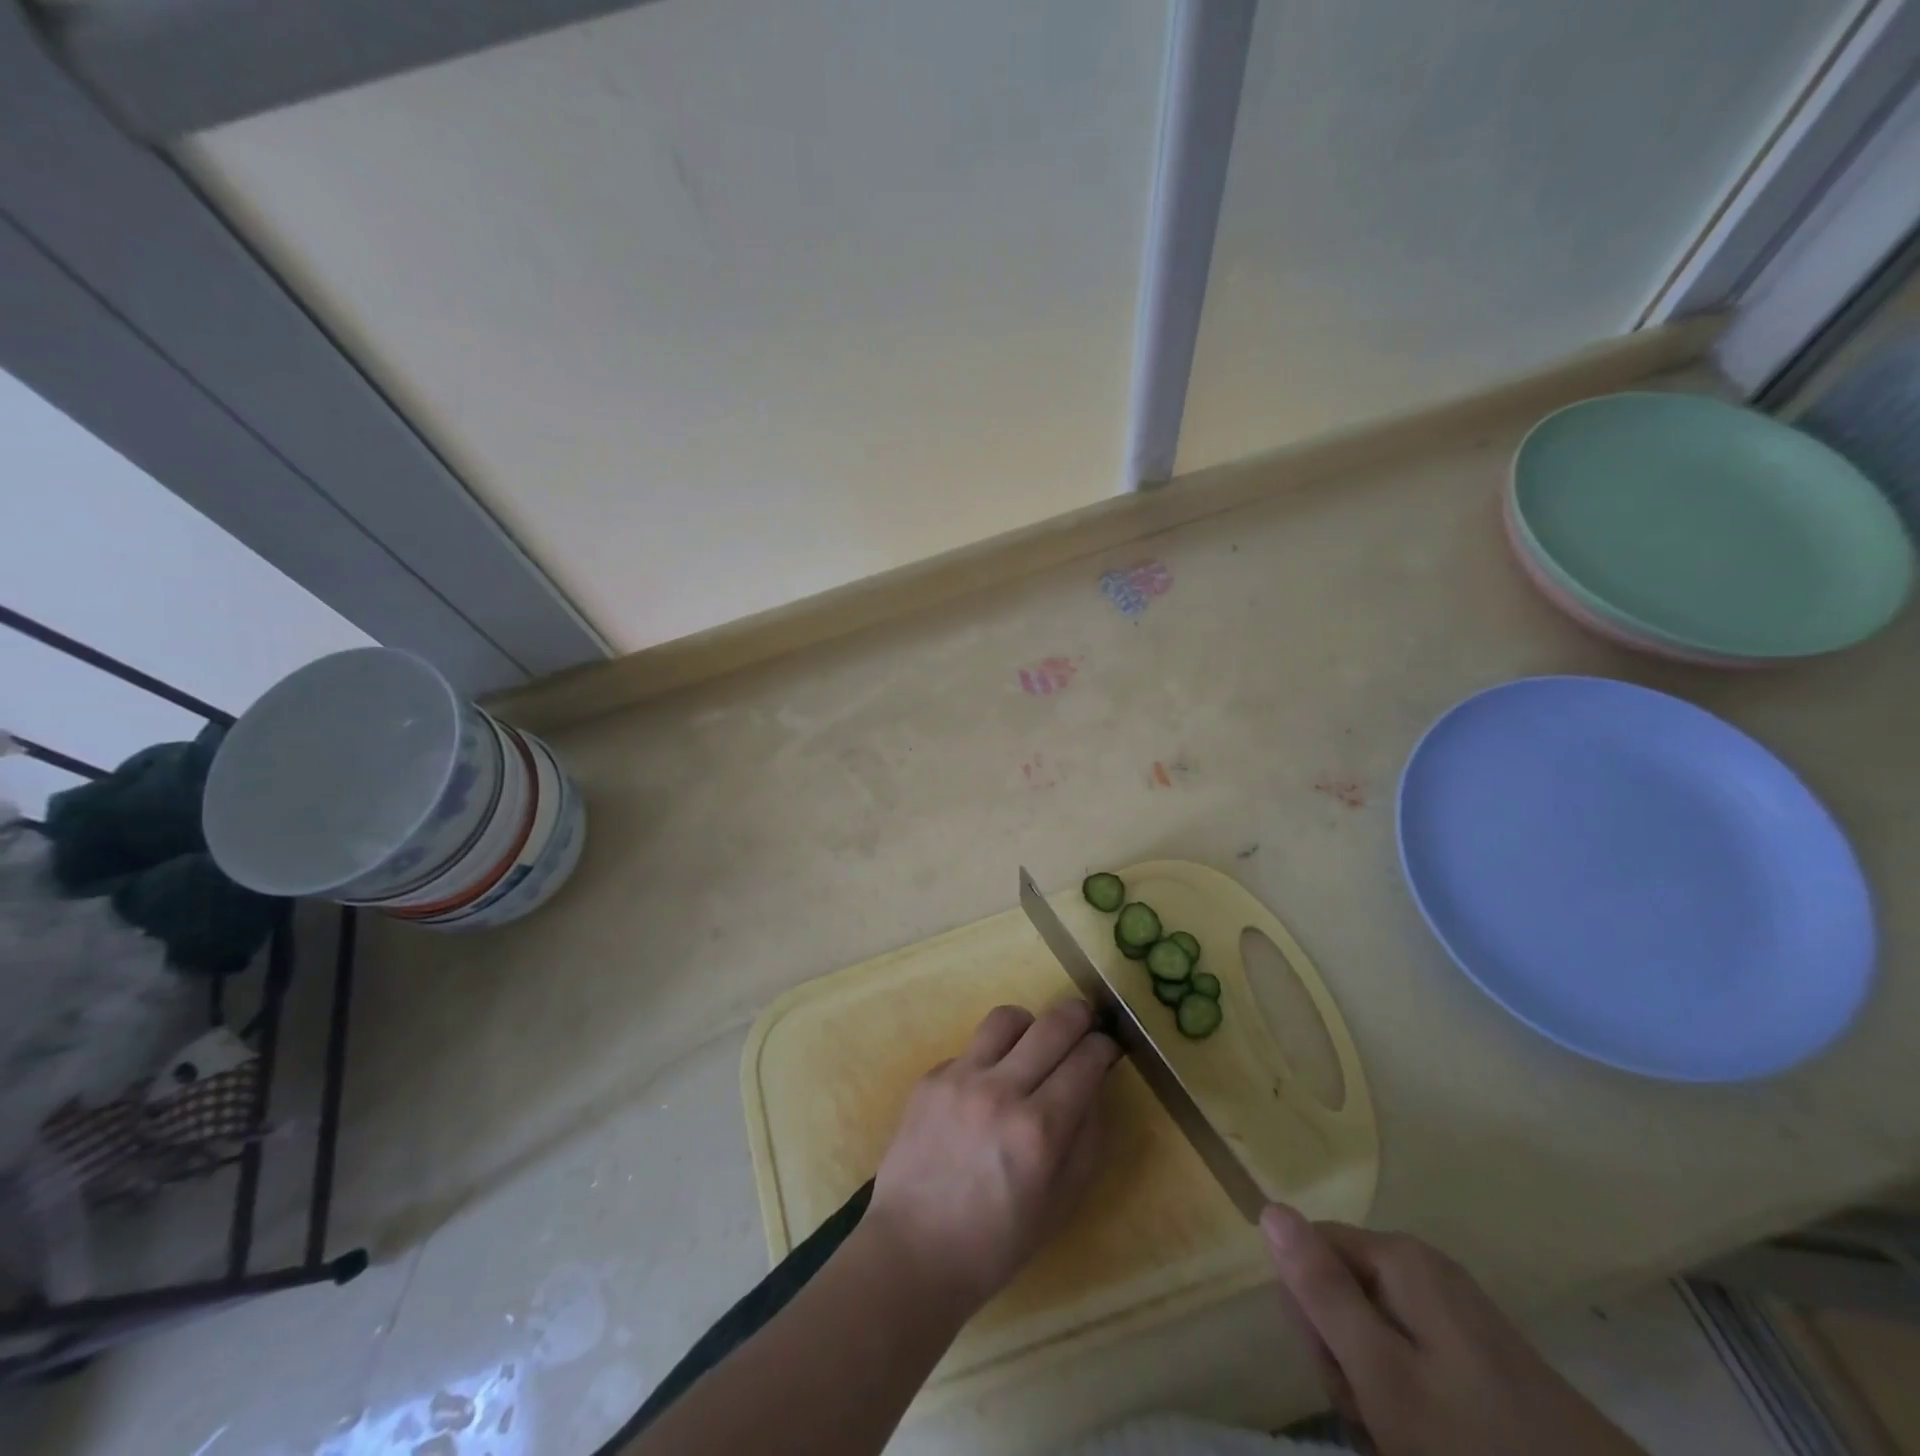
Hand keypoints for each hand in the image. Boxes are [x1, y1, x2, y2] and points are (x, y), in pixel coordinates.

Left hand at [864, 1000, 1119, 1315]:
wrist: (913, 1250)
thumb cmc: (996, 1242)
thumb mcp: (1061, 1204)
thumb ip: (1087, 1139)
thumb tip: (1094, 1086)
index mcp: (1039, 1130)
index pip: (1085, 1060)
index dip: (1104, 1047)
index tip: (1108, 1047)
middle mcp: (1001, 1092)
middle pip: (1053, 1024)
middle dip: (1079, 1016)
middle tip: (1086, 1020)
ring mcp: (960, 1078)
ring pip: (1007, 1018)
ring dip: (1030, 1024)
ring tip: (1033, 1044)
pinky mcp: (930, 1077)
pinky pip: (971, 1048)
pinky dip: (989, 1058)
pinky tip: (986, 1088)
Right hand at [1261, 1207, 1645, 1455]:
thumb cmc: (1479, 1447)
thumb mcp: (1382, 1374)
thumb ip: (1321, 1290)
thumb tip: (1269, 1208)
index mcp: (1399, 1259)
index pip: (1309, 1251)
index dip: (1310, 1313)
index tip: (1340, 1374)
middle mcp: (1425, 1270)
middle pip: (1342, 1290)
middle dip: (1344, 1356)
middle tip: (1376, 1417)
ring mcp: (1457, 1314)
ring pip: (1374, 1332)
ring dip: (1374, 1388)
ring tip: (1404, 1440)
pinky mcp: (1481, 1358)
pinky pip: (1413, 1359)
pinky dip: (1408, 1402)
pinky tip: (1426, 1441)